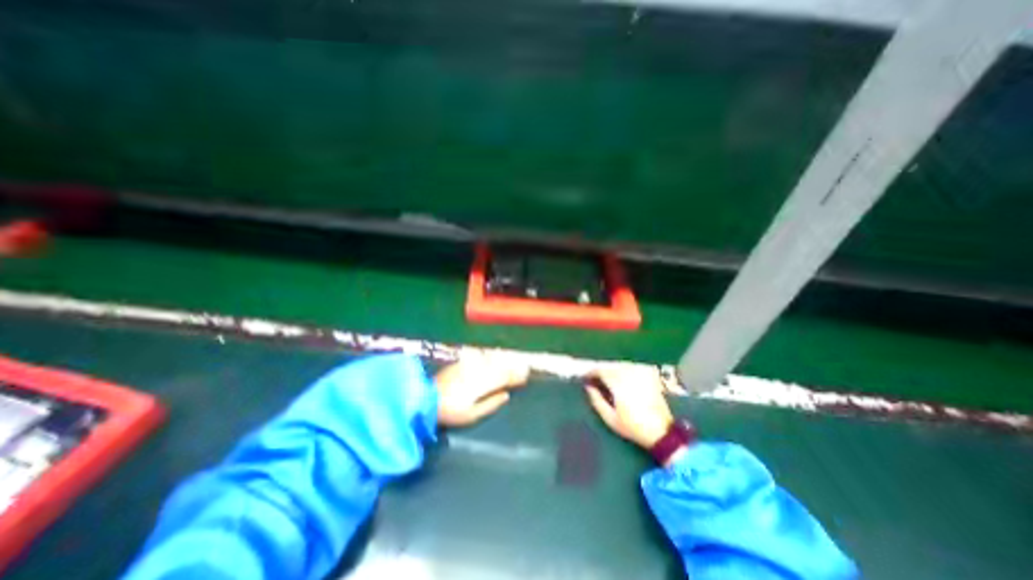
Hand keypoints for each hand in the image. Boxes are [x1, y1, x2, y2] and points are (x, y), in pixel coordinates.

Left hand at [432, 351, 527, 427]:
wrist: (425, 398)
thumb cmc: (450, 412)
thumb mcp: (472, 415)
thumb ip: (491, 404)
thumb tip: (506, 395)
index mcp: (483, 385)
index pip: (504, 378)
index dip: (516, 377)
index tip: (526, 375)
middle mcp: (478, 371)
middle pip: (500, 367)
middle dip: (513, 367)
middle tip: (525, 367)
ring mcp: (469, 365)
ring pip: (492, 360)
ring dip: (504, 360)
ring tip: (514, 359)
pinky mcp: (462, 362)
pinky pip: (480, 356)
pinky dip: (490, 356)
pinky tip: (494, 354)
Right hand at [584, 364, 674, 450]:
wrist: (662, 432)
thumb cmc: (633, 426)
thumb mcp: (610, 418)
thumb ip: (596, 400)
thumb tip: (588, 387)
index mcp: (618, 383)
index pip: (601, 371)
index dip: (591, 372)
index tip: (585, 377)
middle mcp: (629, 374)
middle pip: (610, 366)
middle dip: (601, 371)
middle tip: (594, 379)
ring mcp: (640, 374)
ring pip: (620, 365)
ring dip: (611, 370)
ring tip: (606, 380)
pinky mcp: (649, 376)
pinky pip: (631, 368)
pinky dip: (623, 371)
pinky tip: (621, 379)